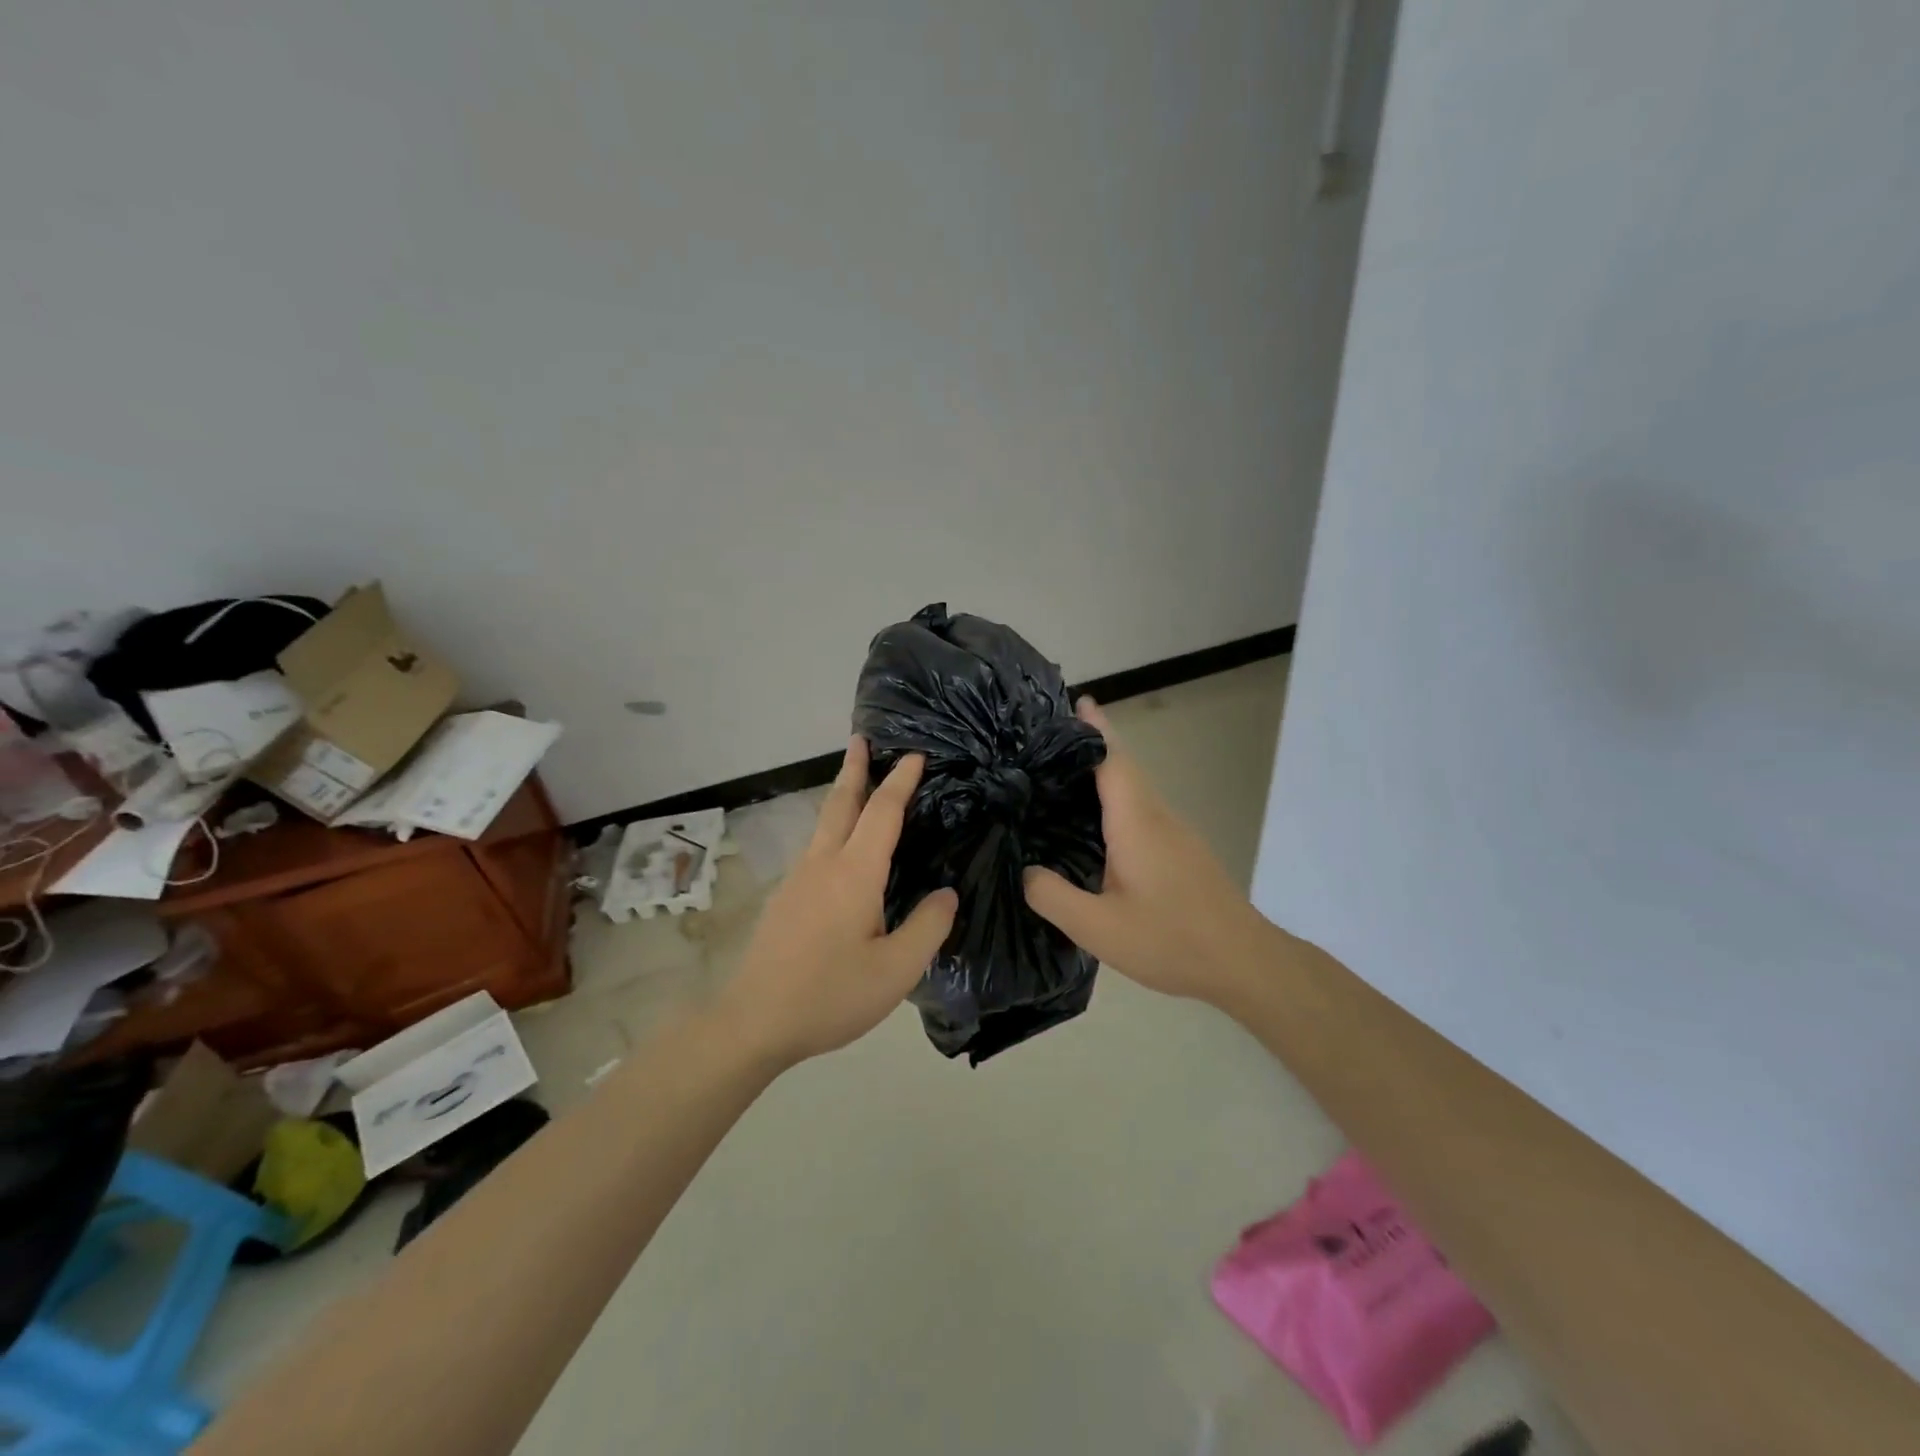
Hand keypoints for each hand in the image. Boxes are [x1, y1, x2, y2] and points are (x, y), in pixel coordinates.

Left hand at [717, 737, 958, 1068]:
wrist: (752, 1021)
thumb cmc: (829, 995)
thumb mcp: (895, 971)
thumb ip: (927, 927)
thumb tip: (946, 893)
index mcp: (854, 874)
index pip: (883, 812)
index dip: (901, 781)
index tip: (914, 754)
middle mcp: (822, 864)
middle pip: (840, 803)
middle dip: (853, 768)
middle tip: (860, 738)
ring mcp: (797, 879)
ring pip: (823, 824)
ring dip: (841, 796)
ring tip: (856, 784)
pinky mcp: (784, 899)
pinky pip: (815, 847)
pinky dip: (832, 827)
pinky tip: (839, 849)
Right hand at [1022, 698, 1274, 1007]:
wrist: (1245, 962)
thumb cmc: (1172, 939)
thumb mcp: (1099, 928)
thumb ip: (1054, 897)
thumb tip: (1025, 870)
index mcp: (1136, 822)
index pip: (1112, 759)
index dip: (1093, 729)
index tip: (1073, 701)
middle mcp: (1158, 816)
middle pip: (1124, 766)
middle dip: (1093, 744)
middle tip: (1050, 738)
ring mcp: (1175, 833)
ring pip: (1135, 789)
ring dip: (1104, 773)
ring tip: (1062, 777)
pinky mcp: (1182, 851)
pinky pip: (1142, 810)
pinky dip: (1115, 799)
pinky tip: (1096, 824)